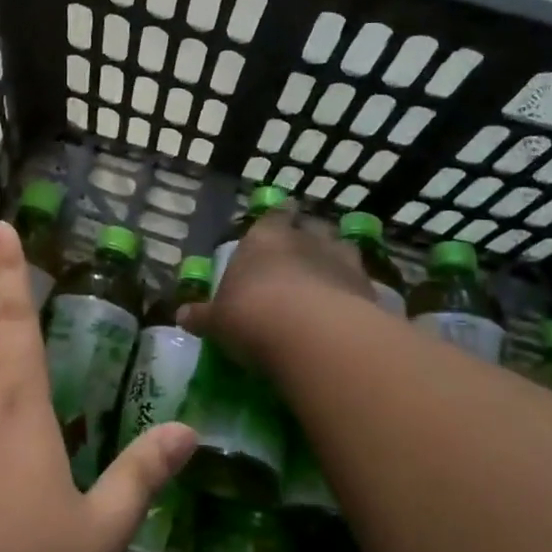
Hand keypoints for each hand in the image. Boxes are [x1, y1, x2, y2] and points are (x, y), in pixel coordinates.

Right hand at [179, 208, 372, 361]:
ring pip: (343, 248)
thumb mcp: (218, 321)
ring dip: (336, 260)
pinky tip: (349, 310)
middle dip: (308, 238)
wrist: (313, 336)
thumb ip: (203, 316)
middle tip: (303, 254)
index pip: (275, 214)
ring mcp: (342, 261)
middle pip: (312, 227)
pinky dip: (355, 292)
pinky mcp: (369, 288)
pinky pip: (362, 283)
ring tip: (329, 278)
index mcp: (265, 238)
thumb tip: (182, 315)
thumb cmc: (252, 316)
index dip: (278, 216)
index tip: (282, 218)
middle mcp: (306, 239)